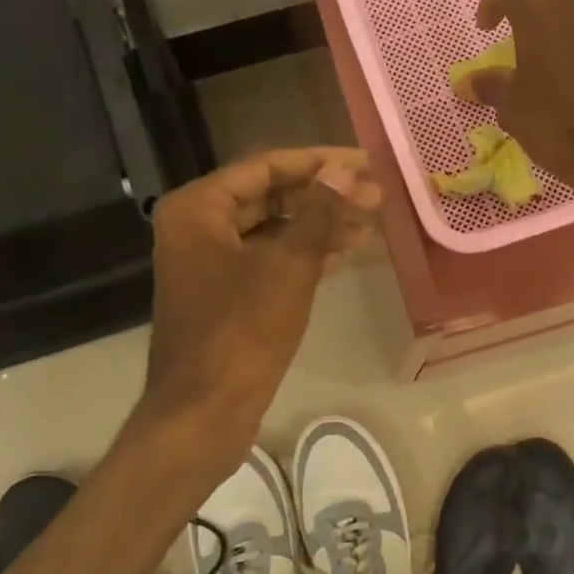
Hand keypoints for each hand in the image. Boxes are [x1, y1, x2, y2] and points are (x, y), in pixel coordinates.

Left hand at [140, 148, 381, 473]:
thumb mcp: (288, 267)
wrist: (204, 412)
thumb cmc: (241, 333)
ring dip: (319, 225)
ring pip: (273, 231)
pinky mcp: (226, 296)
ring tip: (370, 221)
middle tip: (374, 195)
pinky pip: (270, 261)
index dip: (318, 161)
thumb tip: (347, 171)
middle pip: (270, 197)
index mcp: (199, 208)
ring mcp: (211, 264)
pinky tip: (346, 252)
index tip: (364, 161)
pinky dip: (305, 255)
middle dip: (323, 195)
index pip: (266, 167)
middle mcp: (199, 228)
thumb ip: (319, 213)